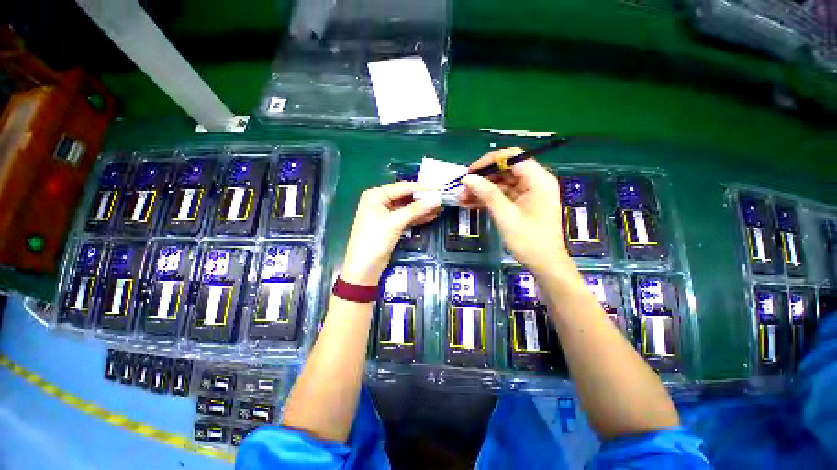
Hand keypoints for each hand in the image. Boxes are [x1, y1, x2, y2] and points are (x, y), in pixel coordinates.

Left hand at [341, 182, 440, 285]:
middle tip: (440, 198)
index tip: (438, 188)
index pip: (401, 187)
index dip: (421, 188)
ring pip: (407, 208)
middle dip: (422, 199)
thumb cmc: (375, 240)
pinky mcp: (390, 225)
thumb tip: (437, 198)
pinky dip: (417, 217)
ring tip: (439, 208)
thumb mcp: (395, 222)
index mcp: (375, 195)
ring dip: (421, 208)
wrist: (364, 267)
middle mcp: (379, 201)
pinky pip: (406, 217)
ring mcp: (385, 214)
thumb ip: (416, 209)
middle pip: (405, 197)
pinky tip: (431, 216)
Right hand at [458, 147, 568, 274]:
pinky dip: (486, 199)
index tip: (471, 172)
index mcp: (538, 180)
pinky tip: (469, 204)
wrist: (544, 264)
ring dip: (481, 190)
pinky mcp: (520, 204)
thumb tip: (467, 178)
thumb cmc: (529, 241)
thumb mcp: (506, 216)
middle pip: (505, 170)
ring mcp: (527, 193)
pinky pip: (501, 196)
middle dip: (482, 179)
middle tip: (462, 188)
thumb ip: (487, 194)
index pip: (513, 157)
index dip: (489, 161)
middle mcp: (534, 182)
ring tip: (461, 198)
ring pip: (500, 183)